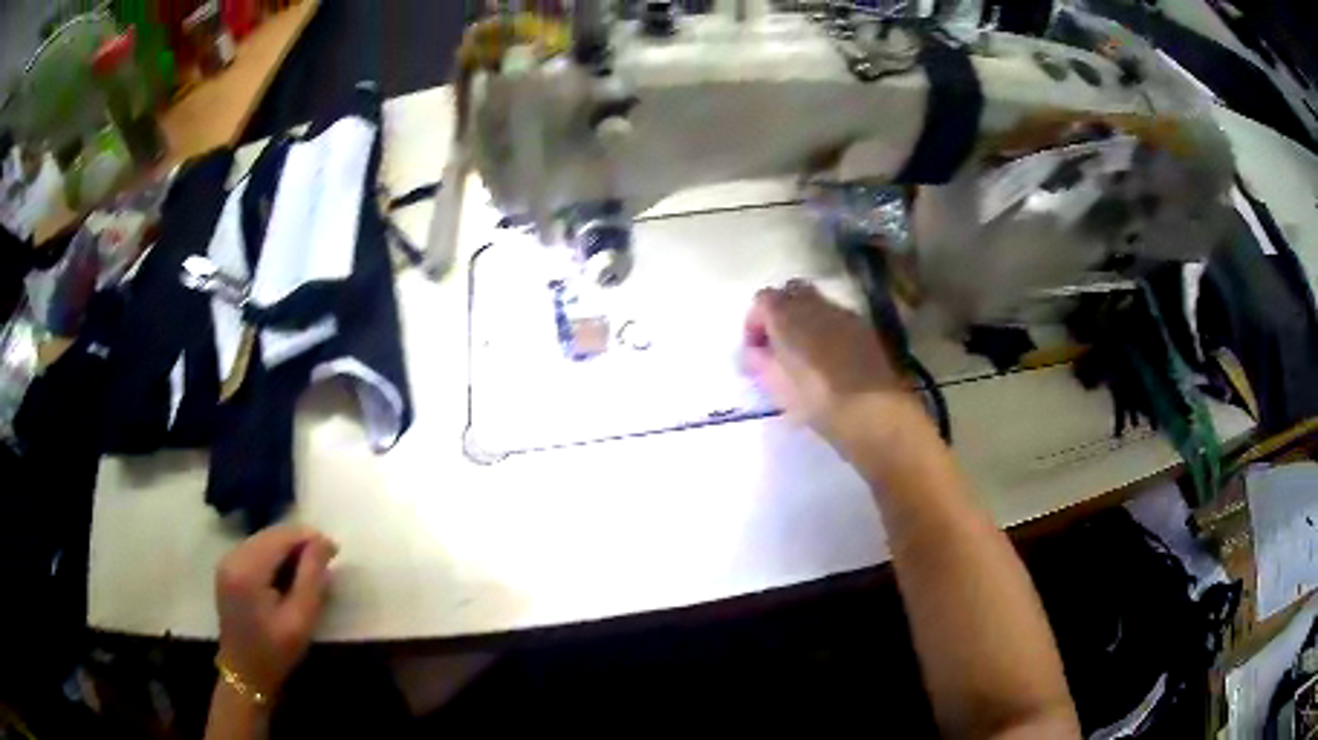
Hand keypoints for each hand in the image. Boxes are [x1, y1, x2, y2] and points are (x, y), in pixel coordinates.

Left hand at [215, 525, 337, 699]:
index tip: (334, 550)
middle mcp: (232, 557)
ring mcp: (226, 562)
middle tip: (325, 561)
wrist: (245, 673)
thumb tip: (324, 542)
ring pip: (263, 540)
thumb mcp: (300, 620)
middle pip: (270, 535)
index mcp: (247, 570)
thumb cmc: (276, 652)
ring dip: (287, 549)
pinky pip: (255, 550)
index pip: (280, 537)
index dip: (308, 538)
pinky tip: (287, 575)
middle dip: (298, 542)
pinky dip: (274, 556)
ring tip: (309, 569)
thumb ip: (312, 578)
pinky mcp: (227, 569)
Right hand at [742, 280, 910, 439]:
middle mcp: (814, 303)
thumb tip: (754, 352)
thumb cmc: (815, 397)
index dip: (754, 324)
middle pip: (790, 293)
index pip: (761, 301)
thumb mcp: (774, 384)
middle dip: (781, 314)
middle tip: (777, 346)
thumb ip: (757, 361)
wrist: (872, 407)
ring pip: (816, 305)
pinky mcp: (864, 328)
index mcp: (785, 312)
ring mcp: (842, 312)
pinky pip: (837, 320)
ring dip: (806, 322)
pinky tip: (830, 360)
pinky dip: (828, 331)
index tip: (754, 352)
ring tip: (804, 355)